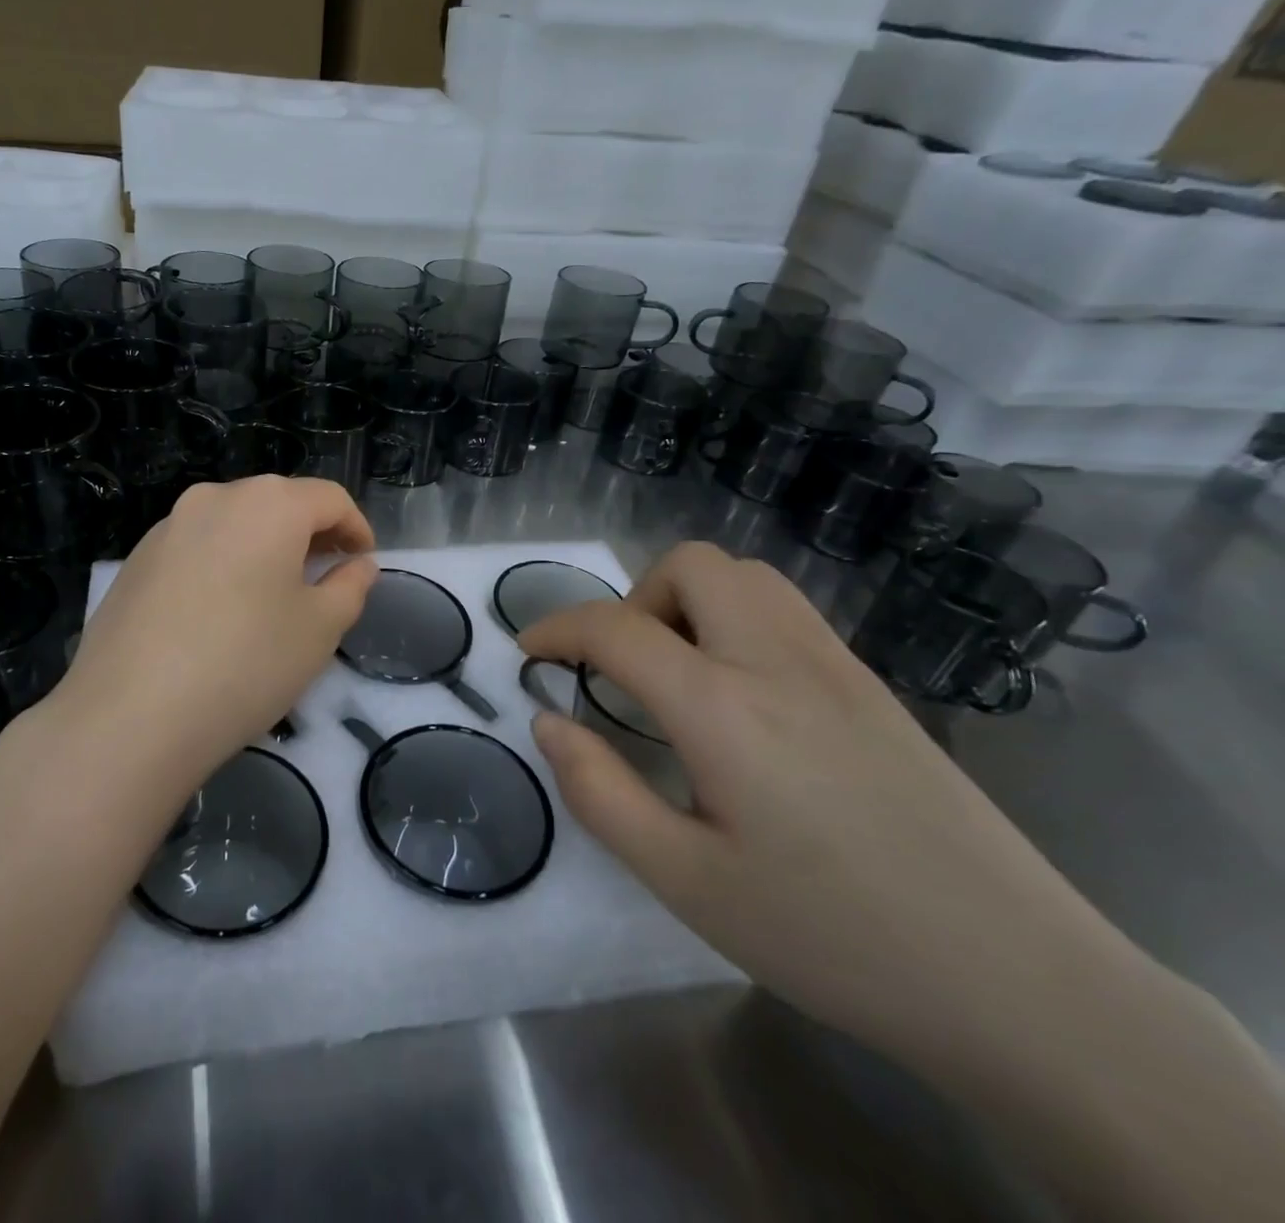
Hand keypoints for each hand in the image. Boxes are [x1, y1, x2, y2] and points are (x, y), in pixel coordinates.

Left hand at [51, 476, 377, 777]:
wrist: (129, 715)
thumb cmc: (245, 664)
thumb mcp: (319, 629)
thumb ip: (349, 587)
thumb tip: (358, 565)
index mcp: (267, 504)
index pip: (329, 498)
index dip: (356, 527)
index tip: (365, 562)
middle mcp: (214, 498)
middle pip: (277, 503)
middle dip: (310, 534)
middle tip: (326, 577)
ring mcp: (167, 526)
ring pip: (233, 523)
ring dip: (264, 548)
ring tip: (274, 596)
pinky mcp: (136, 559)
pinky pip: (196, 547)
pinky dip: (223, 563)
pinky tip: (221, 612)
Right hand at [519, 541, 1146, 1073]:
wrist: (1020, 983)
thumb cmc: (830, 936)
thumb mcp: (684, 881)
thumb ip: (599, 792)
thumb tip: (549, 721)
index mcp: (723, 706)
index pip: (616, 628)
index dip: (556, 627)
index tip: (528, 652)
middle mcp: (778, 660)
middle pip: (692, 565)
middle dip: (634, 599)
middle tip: (623, 670)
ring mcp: (836, 665)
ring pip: (746, 576)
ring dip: (689, 601)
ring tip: (677, 676)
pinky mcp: (874, 685)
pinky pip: (786, 610)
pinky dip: (735, 618)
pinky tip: (741, 696)